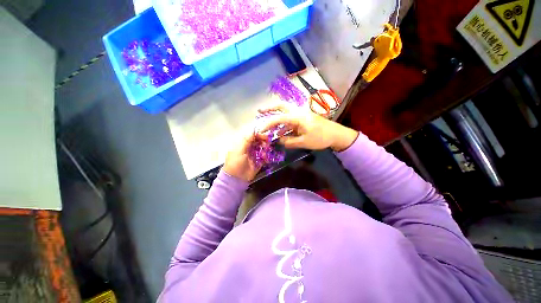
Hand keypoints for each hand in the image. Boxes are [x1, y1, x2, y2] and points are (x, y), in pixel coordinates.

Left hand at [223, 127, 262, 181]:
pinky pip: (265, 157)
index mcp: (243, 144)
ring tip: (265, 151)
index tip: (264, 136)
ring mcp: (254, 155)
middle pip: (258, 142)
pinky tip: (265, 157)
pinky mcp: (259, 162)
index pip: (252, 137)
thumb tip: (253, 130)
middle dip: (263, 141)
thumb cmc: (235, 163)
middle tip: (267, 143)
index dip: (258, 135)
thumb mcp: (240, 150)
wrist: (236, 178)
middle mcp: (249, 148)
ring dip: (265, 148)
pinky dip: (266, 156)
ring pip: (262, 148)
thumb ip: (247, 140)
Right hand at [257, 106, 357, 151]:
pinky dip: (284, 125)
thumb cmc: (321, 138)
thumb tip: (279, 140)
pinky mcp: (304, 118)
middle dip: (270, 108)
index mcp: (298, 117)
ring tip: (269, 126)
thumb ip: (289, 141)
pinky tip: (281, 132)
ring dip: (277, 118)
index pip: (279, 118)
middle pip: (282, 106)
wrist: (336, 134)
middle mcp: (298, 112)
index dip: (268, 124)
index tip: (260, 129)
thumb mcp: (303, 142)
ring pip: (286, 113)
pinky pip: (291, 120)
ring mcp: (301, 114)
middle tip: (260, 111)